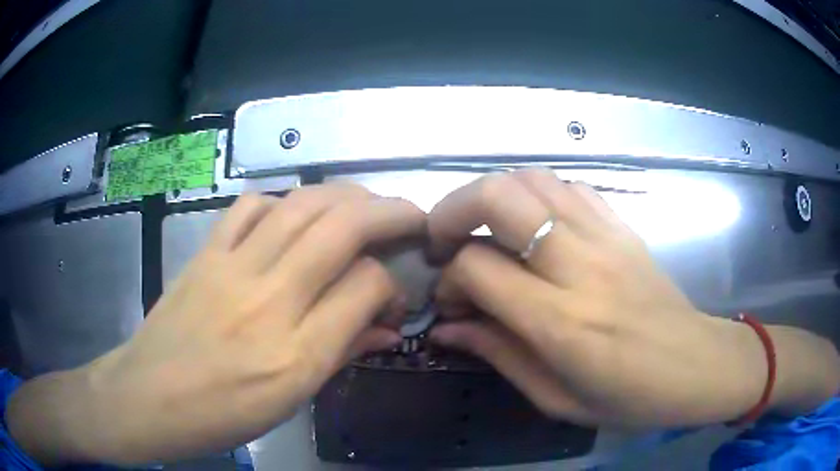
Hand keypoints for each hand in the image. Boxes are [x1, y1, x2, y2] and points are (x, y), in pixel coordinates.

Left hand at [8, 183, 423, 464]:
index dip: (392, 282)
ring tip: (365, 205)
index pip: (367, 287)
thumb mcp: (291, 401)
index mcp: (296, 355)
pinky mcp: (205, 254)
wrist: (147, 397)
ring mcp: (231, 268)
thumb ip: (341, 353)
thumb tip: (385, 324)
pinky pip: (251, 206)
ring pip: (301, 204)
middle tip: (410, 216)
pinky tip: (291, 216)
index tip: (396, 292)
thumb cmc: (221, 415)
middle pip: (342, 227)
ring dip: (345, 196)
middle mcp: (268, 301)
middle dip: (390, 212)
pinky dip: (282, 201)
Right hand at [427, 169, 838, 427]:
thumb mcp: (558, 399)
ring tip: (485, 229)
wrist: (697, 366)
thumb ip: (500, 356)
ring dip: (493, 196)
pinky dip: (538, 195)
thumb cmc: (630, 398)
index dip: (449, 278)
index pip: (478, 268)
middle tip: (444, 239)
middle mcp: (582, 266)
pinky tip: (535, 226)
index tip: (450, 300)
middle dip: (454, 210)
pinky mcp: (624, 226)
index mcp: (563, 323)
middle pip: (499, 197)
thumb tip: (447, 327)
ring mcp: (607, 237)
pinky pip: (569, 187)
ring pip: (532, 179)